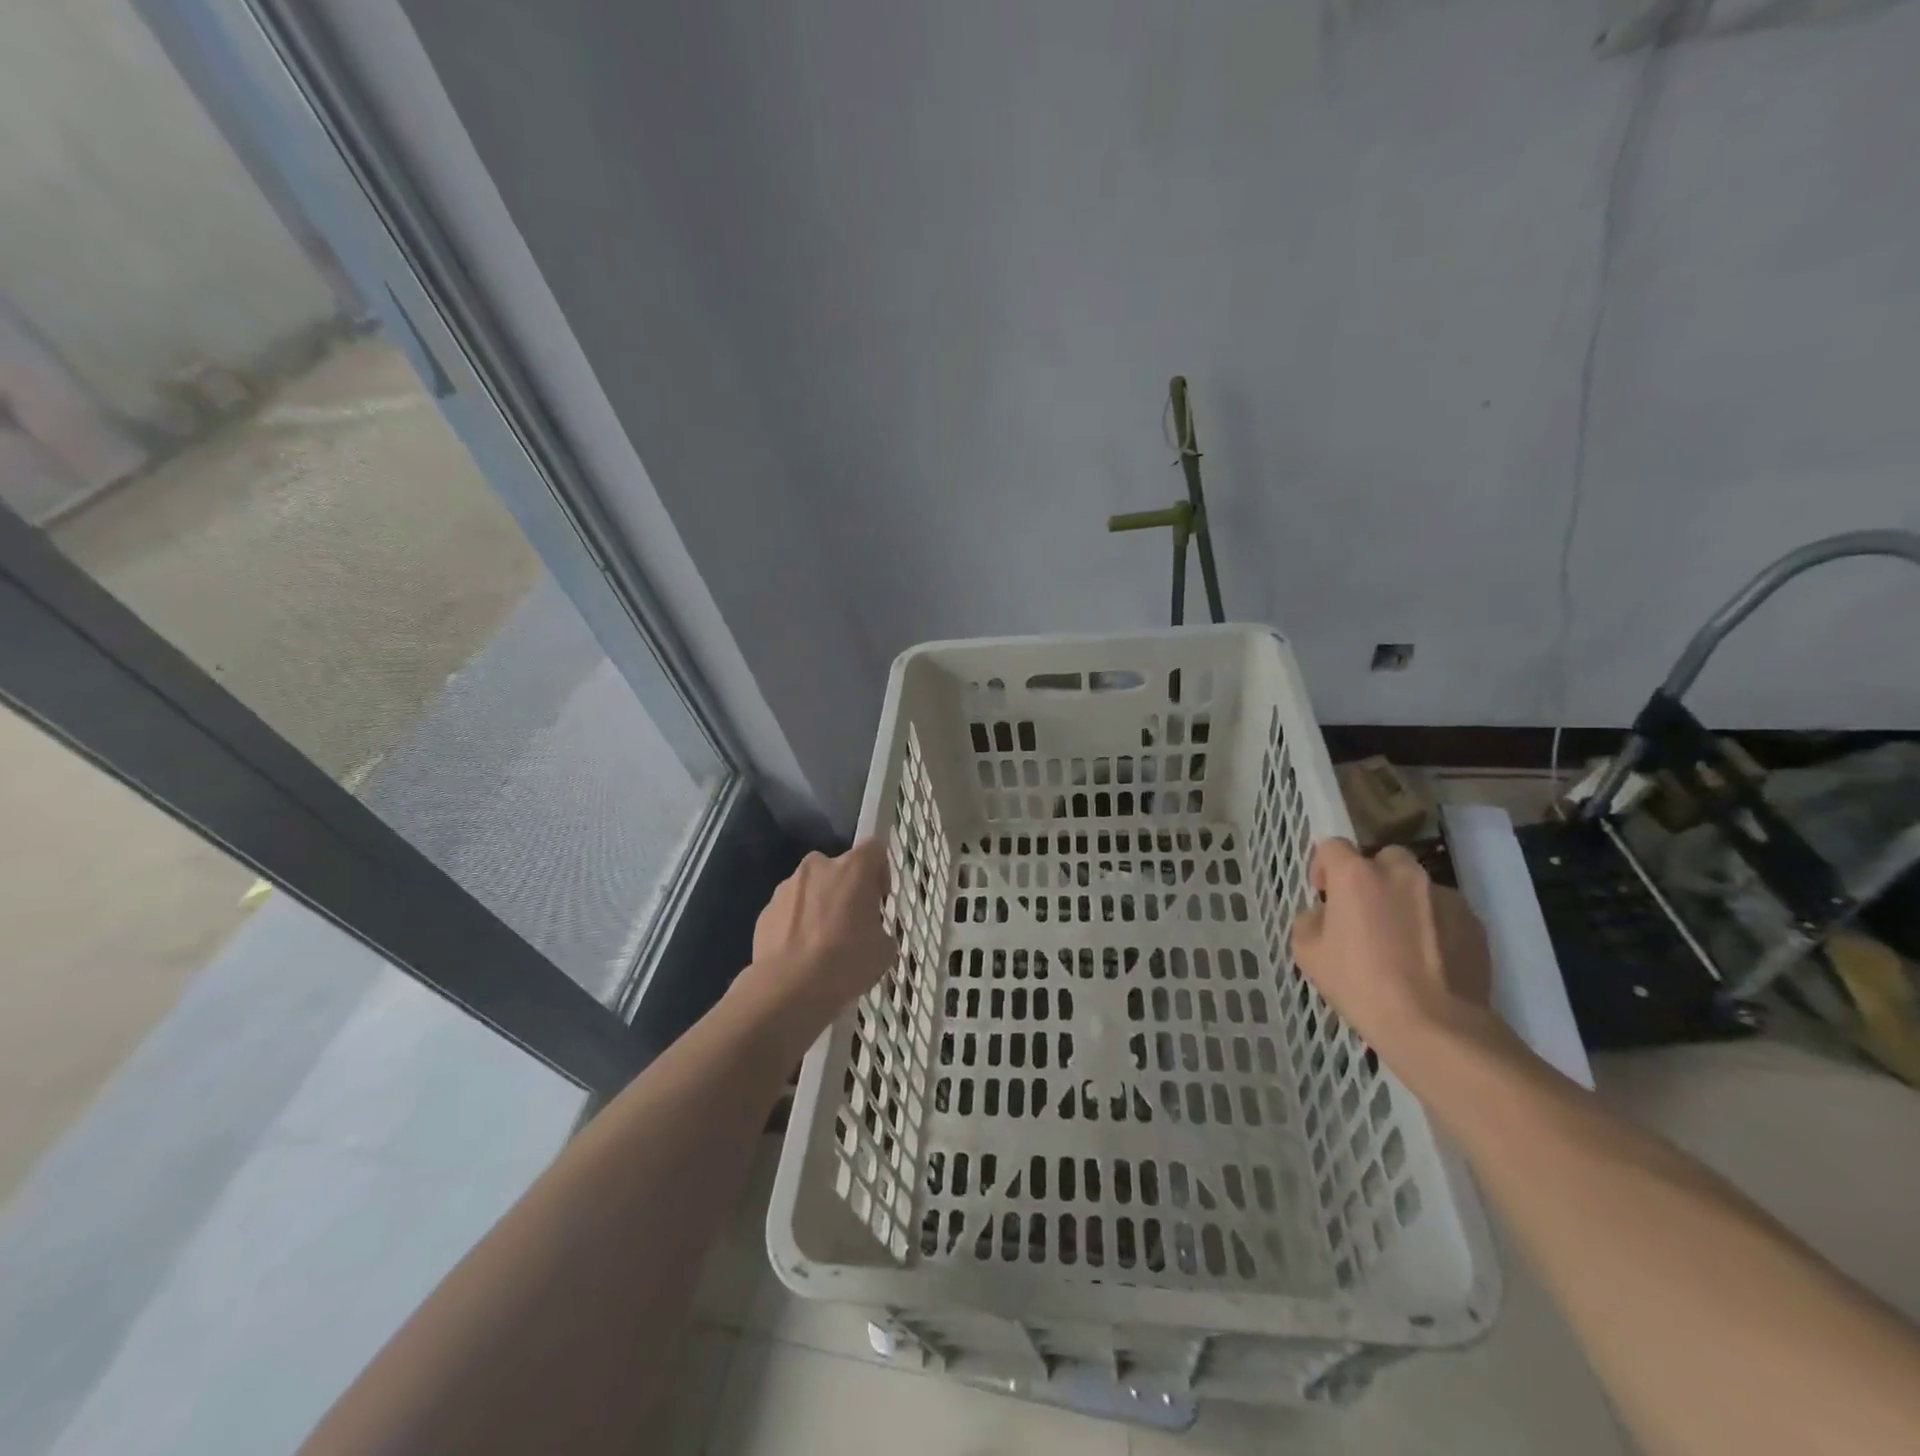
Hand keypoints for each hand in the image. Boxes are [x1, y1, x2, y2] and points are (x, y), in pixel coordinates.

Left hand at [732, 841, 894, 1043]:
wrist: (788, 987)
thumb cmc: (845, 961)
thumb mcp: (883, 950)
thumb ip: (880, 930)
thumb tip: (871, 933)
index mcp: (853, 868)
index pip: (874, 849)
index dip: (880, 871)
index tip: (878, 898)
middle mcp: (818, 867)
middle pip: (839, 868)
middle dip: (846, 889)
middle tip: (851, 923)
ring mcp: (787, 886)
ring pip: (811, 888)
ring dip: (819, 906)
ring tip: (822, 944)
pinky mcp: (765, 910)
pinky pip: (790, 910)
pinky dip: (797, 924)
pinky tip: (801, 954)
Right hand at [1290, 839, 1493, 1062]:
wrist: (1436, 1027)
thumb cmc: (1361, 985)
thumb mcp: (1308, 954)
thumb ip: (1310, 920)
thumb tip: (1325, 915)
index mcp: (1356, 875)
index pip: (1333, 846)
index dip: (1324, 867)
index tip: (1325, 895)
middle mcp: (1401, 873)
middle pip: (1383, 858)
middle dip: (1373, 877)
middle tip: (1367, 913)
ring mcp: (1443, 895)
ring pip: (1417, 886)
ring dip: (1406, 901)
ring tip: (1403, 942)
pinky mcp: (1473, 921)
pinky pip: (1445, 912)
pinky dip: (1435, 925)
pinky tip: (1430, 960)